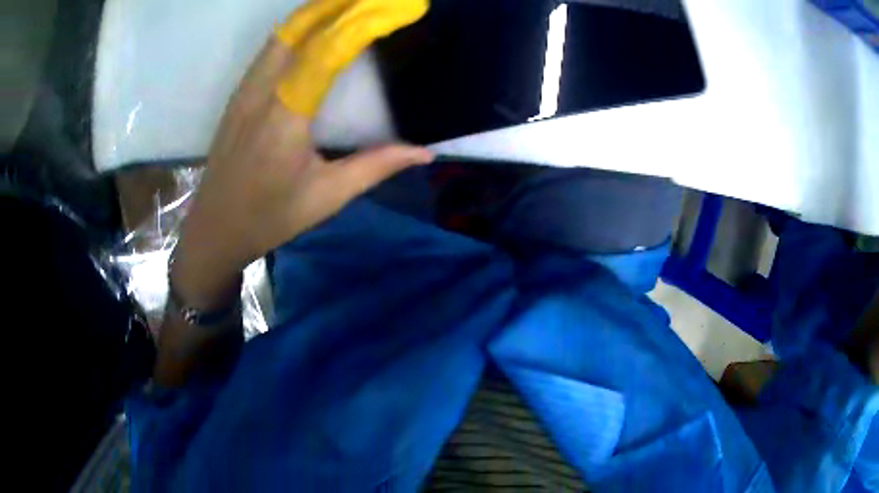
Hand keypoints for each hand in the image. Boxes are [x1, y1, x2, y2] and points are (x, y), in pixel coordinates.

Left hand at [172, 0, 431, 307]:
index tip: (396, 6)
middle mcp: (261, 92)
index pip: (327, 50)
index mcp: (285, 116)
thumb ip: (376, 166)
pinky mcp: (238, 95)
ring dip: (316, 11)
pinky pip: (270, 48)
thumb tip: (425, 153)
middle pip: (299, 28)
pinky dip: (297, 28)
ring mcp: (244, 90)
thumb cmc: (269, 217)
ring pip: (281, 33)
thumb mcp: (326, 197)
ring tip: (348, 2)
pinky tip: (315, 26)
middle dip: (338, 3)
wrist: (214, 229)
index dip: (362, 21)